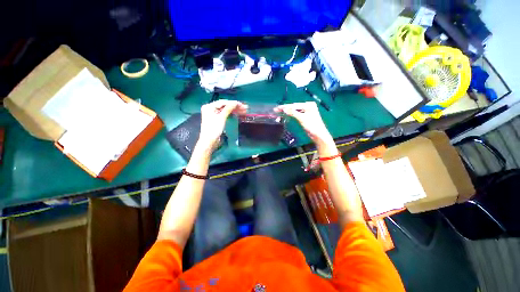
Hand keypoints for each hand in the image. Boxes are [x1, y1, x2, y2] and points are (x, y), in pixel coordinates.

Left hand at [197, 100, 247, 151]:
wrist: (209, 141)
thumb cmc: (214, 129)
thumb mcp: (221, 118)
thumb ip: (228, 109)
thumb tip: (235, 103)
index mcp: (209, 106)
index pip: (223, 102)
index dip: (233, 103)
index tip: (242, 104)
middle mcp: (211, 108)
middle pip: (225, 106)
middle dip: (235, 107)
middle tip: (245, 108)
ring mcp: (213, 114)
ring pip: (226, 110)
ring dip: (234, 110)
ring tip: (243, 111)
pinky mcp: (217, 119)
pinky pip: (225, 114)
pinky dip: (231, 114)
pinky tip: (237, 113)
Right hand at [275, 102, 333, 147]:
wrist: (318, 135)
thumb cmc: (312, 125)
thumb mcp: (302, 118)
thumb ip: (293, 113)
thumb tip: (284, 109)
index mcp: (309, 104)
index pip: (294, 105)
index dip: (285, 107)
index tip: (277, 108)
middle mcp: (308, 106)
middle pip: (294, 107)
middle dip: (285, 108)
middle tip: (276, 110)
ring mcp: (306, 111)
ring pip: (294, 110)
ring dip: (287, 112)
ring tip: (279, 112)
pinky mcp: (304, 117)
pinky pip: (296, 114)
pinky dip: (290, 115)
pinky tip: (285, 114)